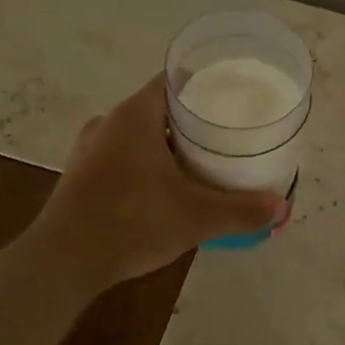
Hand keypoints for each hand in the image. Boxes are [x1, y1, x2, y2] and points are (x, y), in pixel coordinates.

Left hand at [26, 77, 286, 288]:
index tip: (232, 96)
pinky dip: (148, 163)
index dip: (204, 84)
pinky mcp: (81, 175)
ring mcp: (90, 150)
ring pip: (139, 134)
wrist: (62, 263)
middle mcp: (108, 123)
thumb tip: (282, 207)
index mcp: (134, 116)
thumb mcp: (196, 217)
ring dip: (168, 144)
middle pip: (159, 108)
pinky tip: (167, 188)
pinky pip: (123, 156)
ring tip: (202, 161)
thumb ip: (241, 210)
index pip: (173, 81)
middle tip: (226, 133)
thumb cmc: (131, 223)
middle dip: (192, 120)